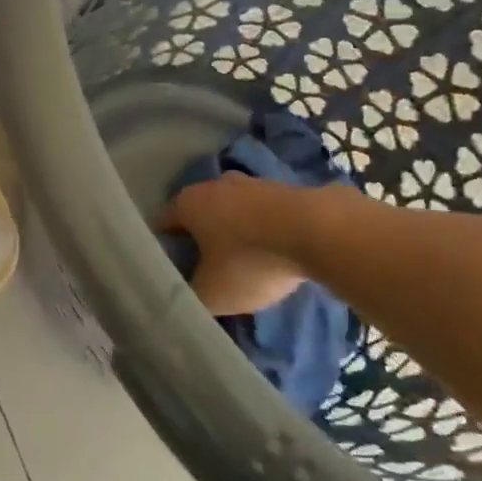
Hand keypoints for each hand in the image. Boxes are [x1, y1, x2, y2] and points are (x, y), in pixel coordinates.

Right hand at [164, 173, 356, 316]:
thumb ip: (188, 297)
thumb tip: (179, 298)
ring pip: (230, 210)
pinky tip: (272, 253)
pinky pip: (261, 213)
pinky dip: (260, 230)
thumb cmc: (251, 260)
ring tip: (242, 264)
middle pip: (197, 215)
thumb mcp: (213, 294)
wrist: (318, 231)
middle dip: (198, 239)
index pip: (162, 225)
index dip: (163, 250)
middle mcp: (213, 184)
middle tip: (205, 270)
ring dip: (232, 232)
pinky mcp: (283, 188)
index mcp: (187, 203)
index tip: (172, 273)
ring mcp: (251, 182)